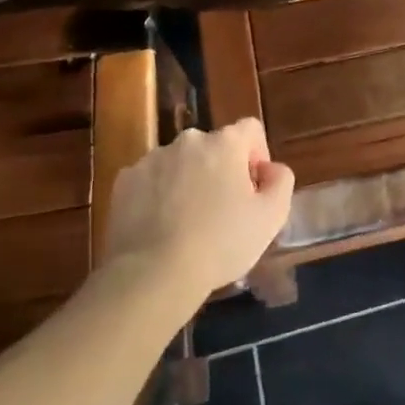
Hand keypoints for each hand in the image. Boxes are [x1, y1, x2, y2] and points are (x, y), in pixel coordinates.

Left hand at [102, 119, 295, 297]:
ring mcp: (152, 159)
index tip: (253, 189)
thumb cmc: (221, 243)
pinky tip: (160, 227)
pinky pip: (151, 180)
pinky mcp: (123, 182)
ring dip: (189, 181)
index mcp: (225, 143)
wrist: (152, 275)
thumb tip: (270, 169)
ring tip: (187, 223)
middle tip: (222, 210)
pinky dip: (158, 195)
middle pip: (214, 147)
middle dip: (221, 170)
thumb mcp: (272, 216)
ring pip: (181, 163)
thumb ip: (281, 180)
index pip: (250, 129)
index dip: (257, 155)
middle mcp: (188, 140)